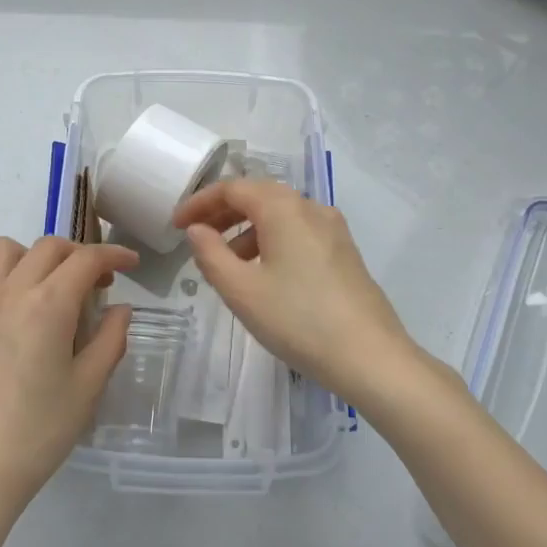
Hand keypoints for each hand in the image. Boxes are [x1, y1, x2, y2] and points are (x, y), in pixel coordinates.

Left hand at [0, 236, 136, 523]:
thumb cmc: (36, 434)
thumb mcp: (87, 389)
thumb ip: (110, 340)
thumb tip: (120, 310)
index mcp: (48, 304)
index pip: (86, 259)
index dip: (114, 255)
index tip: (131, 263)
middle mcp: (10, 291)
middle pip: (48, 247)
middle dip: (78, 255)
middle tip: (96, 284)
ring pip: (4, 250)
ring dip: (32, 257)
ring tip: (46, 288)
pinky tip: (4, 309)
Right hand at [174, 179, 412, 407]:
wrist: (371, 357)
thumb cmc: (298, 320)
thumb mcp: (242, 291)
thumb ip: (211, 254)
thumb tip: (197, 230)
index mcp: (283, 207)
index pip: (232, 188)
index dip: (199, 203)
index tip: (176, 225)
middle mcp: (310, 207)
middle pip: (258, 196)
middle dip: (222, 213)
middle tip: (195, 238)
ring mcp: (333, 228)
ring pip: (279, 215)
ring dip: (246, 230)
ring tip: (226, 264)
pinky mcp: (344, 251)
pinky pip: (298, 232)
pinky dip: (272, 241)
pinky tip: (263, 274)